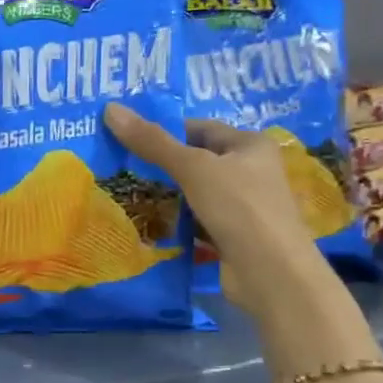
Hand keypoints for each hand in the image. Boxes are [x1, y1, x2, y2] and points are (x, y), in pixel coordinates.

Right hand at [102, 103, 318, 300]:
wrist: (271, 274)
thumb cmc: (239, 208)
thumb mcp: (193, 168)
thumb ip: (153, 142)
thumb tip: (111, 108)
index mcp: (250, 145)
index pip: (200, 128)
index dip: (165, 130)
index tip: (127, 137)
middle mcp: (251, 171)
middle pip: (197, 160)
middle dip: (161, 164)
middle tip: (119, 165)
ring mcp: (243, 206)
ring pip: (195, 192)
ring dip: (167, 194)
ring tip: (126, 192)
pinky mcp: (233, 236)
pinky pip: (197, 220)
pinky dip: (176, 221)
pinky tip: (148, 223)